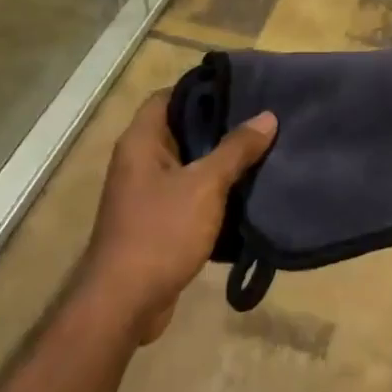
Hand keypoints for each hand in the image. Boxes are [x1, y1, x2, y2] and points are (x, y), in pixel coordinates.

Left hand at [78, 92, 277, 343]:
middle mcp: (139, 160)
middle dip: (219, 124)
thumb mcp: (206, 185)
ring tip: (261, 149)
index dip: (200, 89)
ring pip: (188, 162)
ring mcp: (146, 192)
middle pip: (181, 128)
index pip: (168, 96)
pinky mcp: (157, 220)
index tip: (239, 88)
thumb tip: (267, 116)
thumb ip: (236, 149)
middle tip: (260, 118)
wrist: (124, 303)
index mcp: (141, 141)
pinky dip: (214, 189)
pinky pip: (189, 192)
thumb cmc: (161, 231)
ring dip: (219, 159)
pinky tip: (246, 190)